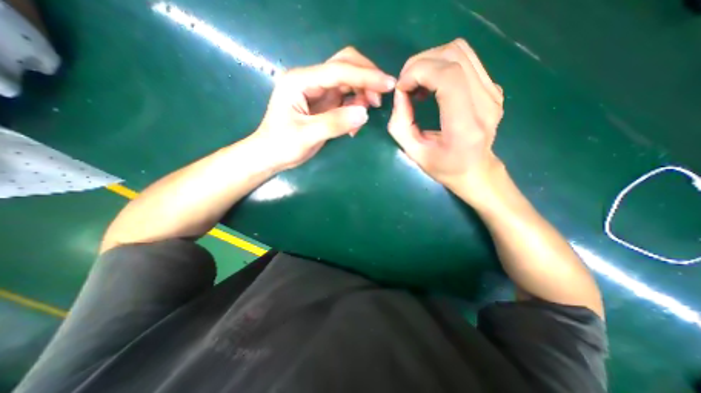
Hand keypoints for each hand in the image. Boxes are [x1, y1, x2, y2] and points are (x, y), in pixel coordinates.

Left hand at [251, 47, 392, 170]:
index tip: (388, 84)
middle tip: (378, 100)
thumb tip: (364, 113)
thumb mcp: (306, 136)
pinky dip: (355, 108)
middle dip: (366, 79)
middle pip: (344, 66)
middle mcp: (310, 80)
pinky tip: (354, 124)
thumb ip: (334, 123)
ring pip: (348, 82)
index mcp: (301, 81)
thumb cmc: (281, 145)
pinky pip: (346, 99)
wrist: (271, 155)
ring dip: (362, 94)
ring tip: (364, 115)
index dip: (365, 76)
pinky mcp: (323, 103)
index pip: (338, 70)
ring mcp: (318, 91)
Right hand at [388, 38, 503, 196]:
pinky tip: (433, 86)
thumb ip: (401, 125)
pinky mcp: (493, 88)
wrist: (476, 170)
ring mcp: (493, 92)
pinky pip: (465, 60)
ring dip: (430, 61)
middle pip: (453, 56)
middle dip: (420, 64)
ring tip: (418, 85)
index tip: (401, 88)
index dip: (419, 72)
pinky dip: (441, 66)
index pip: (448, 78)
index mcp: (465, 127)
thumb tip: (400, 93)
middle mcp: (485, 104)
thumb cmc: (444, 167)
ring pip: (460, 51)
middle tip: (406, 85)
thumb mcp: (415, 153)